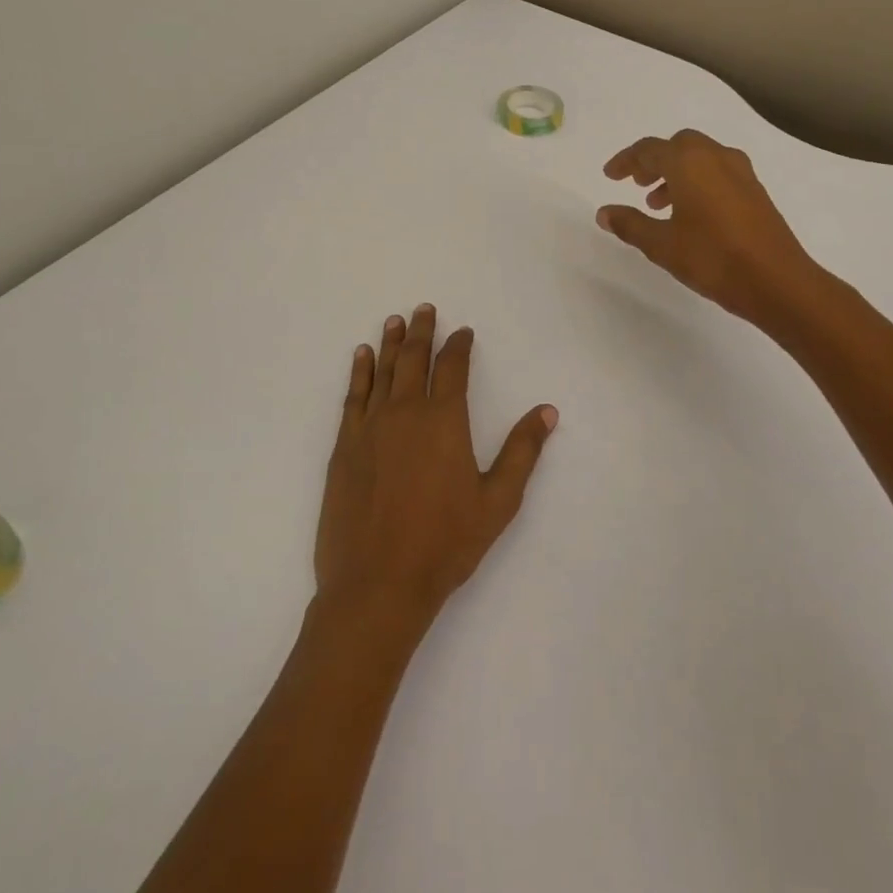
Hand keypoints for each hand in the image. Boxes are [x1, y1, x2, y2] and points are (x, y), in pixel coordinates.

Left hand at [314, 305, 557, 635]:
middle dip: (421, 332)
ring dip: (390, 343)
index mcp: (444, 420)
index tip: (463, 332)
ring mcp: (371, 426)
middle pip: (414, 359)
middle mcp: (406, 411)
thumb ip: (521, 451)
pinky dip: (358, 372)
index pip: (453, 368)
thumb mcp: (497, 501)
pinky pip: (353, 395)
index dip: (459, 345)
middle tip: (424, 309)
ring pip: (382, 371)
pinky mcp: (344, 445)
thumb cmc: (445, 543)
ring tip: (395, 321)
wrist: (377, 583)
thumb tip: (547, 411)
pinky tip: (361, 357)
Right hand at [597, 130, 817, 327]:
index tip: (610, 176)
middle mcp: (716, 157)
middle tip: (636, 184)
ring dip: (675, 173)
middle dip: (654, 161)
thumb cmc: (712, 258)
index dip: (626, 161)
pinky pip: (718, 172)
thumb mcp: (661, 244)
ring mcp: (741, 173)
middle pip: (678, 146)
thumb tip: (604, 212)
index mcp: (689, 163)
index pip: (649, 149)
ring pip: (700, 158)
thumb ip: (630, 224)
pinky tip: (690, 214)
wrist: (777, 281)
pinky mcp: (755, 192)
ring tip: (658, 204)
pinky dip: (697, 182)